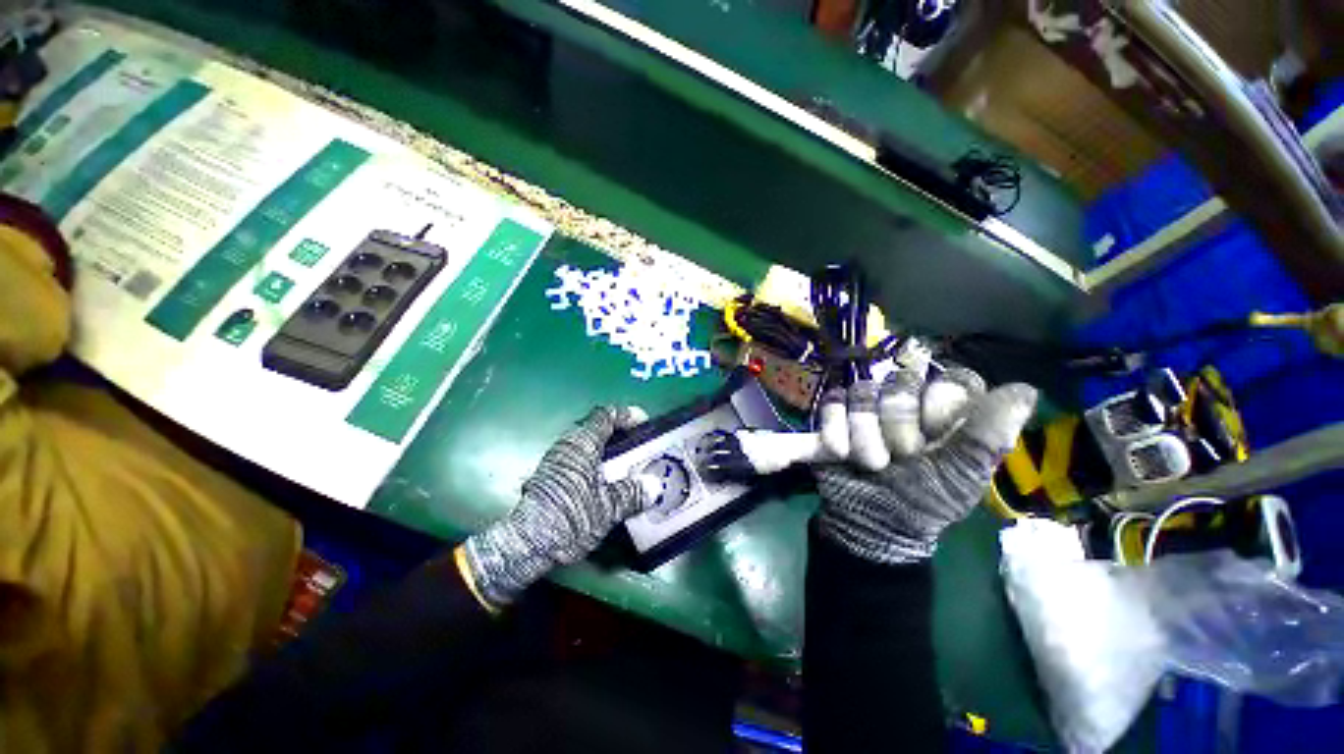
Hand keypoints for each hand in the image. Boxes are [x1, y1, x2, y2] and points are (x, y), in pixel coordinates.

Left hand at [462, 406, 651, 607]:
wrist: (526, 545)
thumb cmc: (570, 517)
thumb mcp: (609, 507)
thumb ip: (633, 493)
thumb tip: (654, 487)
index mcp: (582, 444)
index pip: (605, 415)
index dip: (626, 415)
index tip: (643, 422)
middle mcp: (566, 446)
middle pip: (595, 428)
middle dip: (618, 434)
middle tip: (637, 445)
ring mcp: (554, 462)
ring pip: (585, 445)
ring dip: (605, 450)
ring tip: (624, 465)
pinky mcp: (548, 478)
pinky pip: (577, 459)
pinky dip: (594, 463)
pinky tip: (603, 483)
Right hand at [709, 366, 1036, 564]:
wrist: (869, 522)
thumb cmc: (924, 500)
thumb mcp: (962, 474)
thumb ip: (989, 432)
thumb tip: (1025, 389)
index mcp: (947, 413)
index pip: (949, 379)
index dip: (938, 406)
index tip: (934, 437)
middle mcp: (908, 401)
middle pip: (900, 383)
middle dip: (897, 427)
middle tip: (901, 458)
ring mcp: (868, 405)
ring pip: (862, 392)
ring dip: (864, 436)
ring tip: (869, 464)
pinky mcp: (835, 414)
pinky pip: (831, 404)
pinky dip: (835, 432)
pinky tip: (841, 454)